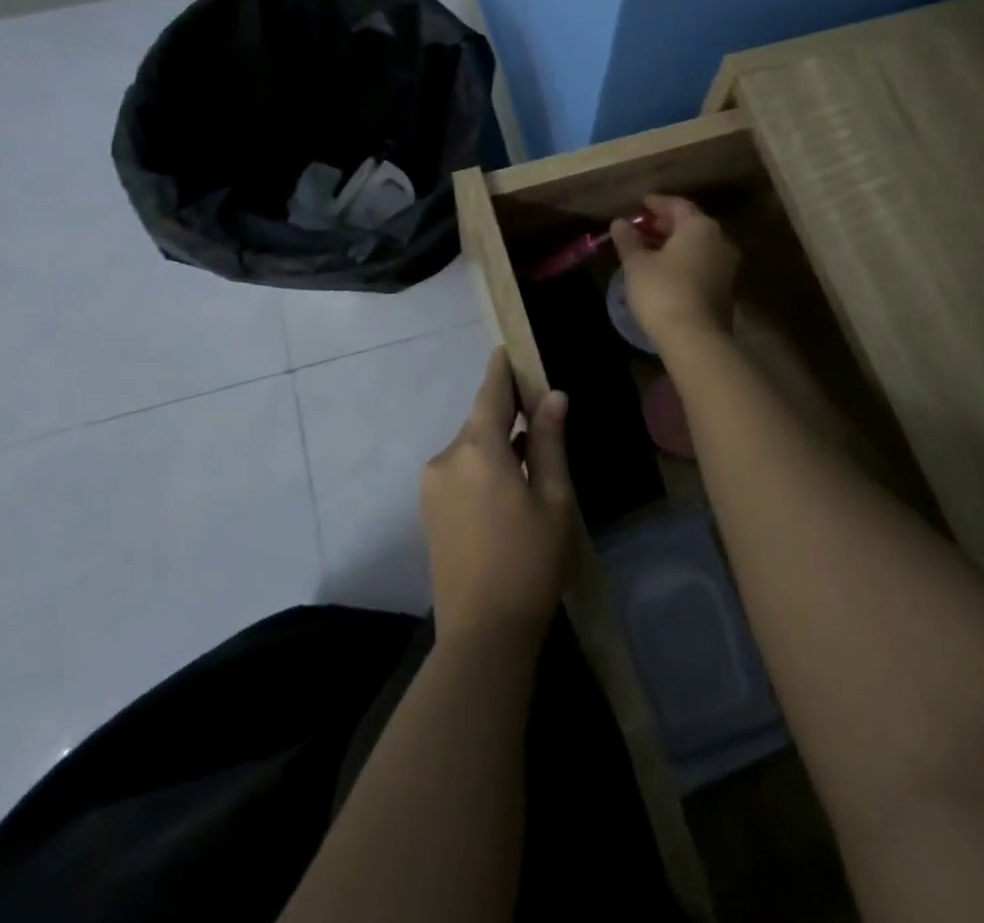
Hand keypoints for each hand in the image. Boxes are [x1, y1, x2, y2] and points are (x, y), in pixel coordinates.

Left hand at [422, 348, 575, 645]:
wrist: (482, 633)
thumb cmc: (530, 561)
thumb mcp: (553, 498)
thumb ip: (548, 442)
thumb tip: (552, 397)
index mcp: (478, 449)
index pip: (490, 393)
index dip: (501, 370)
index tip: (507, 349)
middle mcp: (447, 457)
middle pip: (480, 421)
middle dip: (506, 413)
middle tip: (538, 414)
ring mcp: (433, 485)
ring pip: (470, 448)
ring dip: (495, 445)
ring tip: (530, 457)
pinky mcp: (429, 510)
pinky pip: (459, 471)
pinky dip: (482, 466)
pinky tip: (507, 487)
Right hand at [610, 194, 739, 343]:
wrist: (695, 338)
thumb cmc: (663, 291)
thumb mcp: (637, 264)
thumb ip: (629, 241)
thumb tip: (619, 223)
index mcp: (700, 227)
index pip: (678, 205)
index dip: (658, 203)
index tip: (642, 204)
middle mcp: (719, 241)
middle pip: (691, 225)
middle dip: (666, 225)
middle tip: (643, 227)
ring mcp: (726, 267)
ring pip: (697, 246)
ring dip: (675, 245)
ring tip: (650, 250)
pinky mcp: (725, 290)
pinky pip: (702, 265)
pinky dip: (684, 262)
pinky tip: (665, 271)